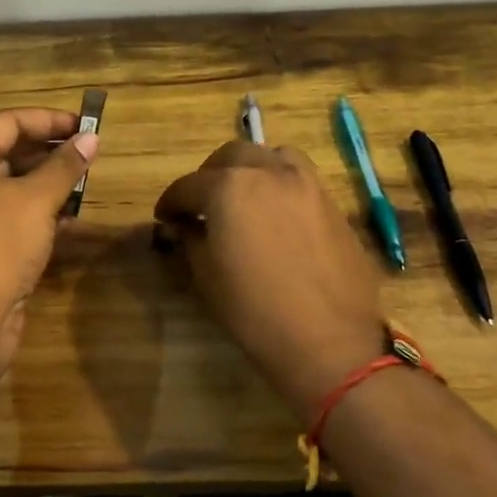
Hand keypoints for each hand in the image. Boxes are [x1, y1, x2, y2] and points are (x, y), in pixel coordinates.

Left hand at [0, 109, 98, 373]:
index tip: (86, 126)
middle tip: (89, 155)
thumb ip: (65, 167)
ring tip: (85, 184)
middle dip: (50, 153)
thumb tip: (92, 138)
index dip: (48, 120)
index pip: (7, 122)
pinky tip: (70, 220)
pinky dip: (39, 215)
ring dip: (48, 186)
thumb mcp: (35, 199)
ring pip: (11, 189)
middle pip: (7, 153)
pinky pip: (10, 219)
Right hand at [155, 142, 385, 419]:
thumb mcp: (206, 277)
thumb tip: (186, 225)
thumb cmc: (255, 312)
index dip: (171, 202)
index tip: (164, 217)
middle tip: (200, 203)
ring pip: (271, 156)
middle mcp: (268, 173)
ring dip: (249, 168)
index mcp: (229, 188)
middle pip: (231, 156)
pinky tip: (275, 213)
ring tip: (243, 196)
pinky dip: (279, 182)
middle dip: (209, 175)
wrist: (329, 341)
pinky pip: (299, 177)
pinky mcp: (332, 202)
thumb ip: (191, 239)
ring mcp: (306, 184)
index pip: (188, 185)